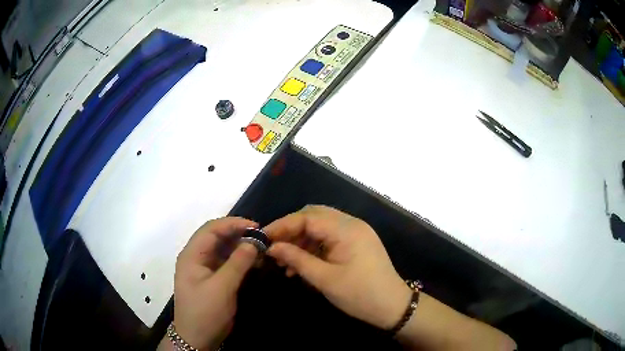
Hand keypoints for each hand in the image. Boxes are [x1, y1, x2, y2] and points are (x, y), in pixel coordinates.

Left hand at [173, 217, 257, 349]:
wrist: (198, 338)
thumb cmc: (205, 312)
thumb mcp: (221, 288)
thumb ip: (237, 264)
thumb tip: (253, 242)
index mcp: (192, 255)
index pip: (211, 229)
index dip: (233, 224)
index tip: (256, 226)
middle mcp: (196, 257)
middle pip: (217, 237)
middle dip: (238, 234)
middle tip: (261, 237)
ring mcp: (204, 268)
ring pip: (223, 249)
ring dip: (240, 247)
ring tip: (261, 249)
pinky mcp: (212, 278)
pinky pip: (226, 262)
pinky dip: (240, 260)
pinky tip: (254, 261)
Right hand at [264, 205, 411, 329]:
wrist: (392, 306)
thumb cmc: (360, 295)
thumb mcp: (325, 279)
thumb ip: (297, 259)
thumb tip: (272, 247)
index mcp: (346, 229)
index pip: (307, 217)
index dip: (283, 225)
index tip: (263, 238)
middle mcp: (352, 224)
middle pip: (314, 217)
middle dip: (291, 230)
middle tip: (274, 247)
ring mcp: (356, 233)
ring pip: (320, 227)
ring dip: (301, 241)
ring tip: (284, 262)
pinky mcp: (357, 243)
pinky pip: (330, 238)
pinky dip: (313, 248)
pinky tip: (301, 265)